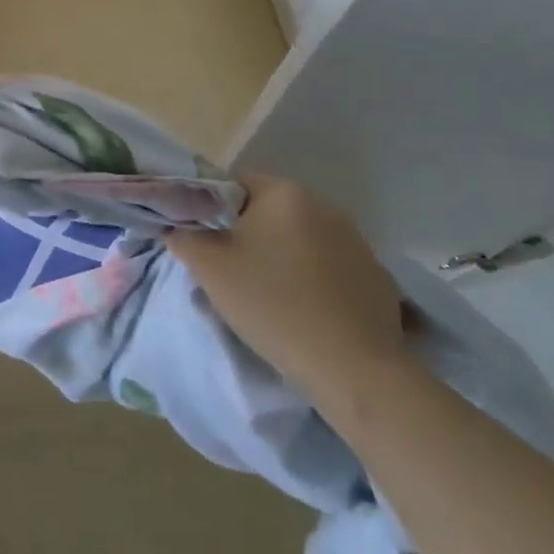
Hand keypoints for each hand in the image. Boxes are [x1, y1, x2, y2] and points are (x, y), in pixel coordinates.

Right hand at [167, 173, 414, 402]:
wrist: (353, 369)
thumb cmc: (272, 305)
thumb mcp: (210, 270)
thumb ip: (184, 237)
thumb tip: (177, 227)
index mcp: (284, 193)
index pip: (236, 183)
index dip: (213, 209)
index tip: (207, 243)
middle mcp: (324, 205)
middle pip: (270, 211)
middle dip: (248, 235)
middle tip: (231, 273)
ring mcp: (357, 241)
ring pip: (301, 240)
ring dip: (283, 257)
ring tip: (271, 298)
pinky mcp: (377, 276)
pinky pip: (331, 267)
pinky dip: (315, 281)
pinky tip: (308, 313)